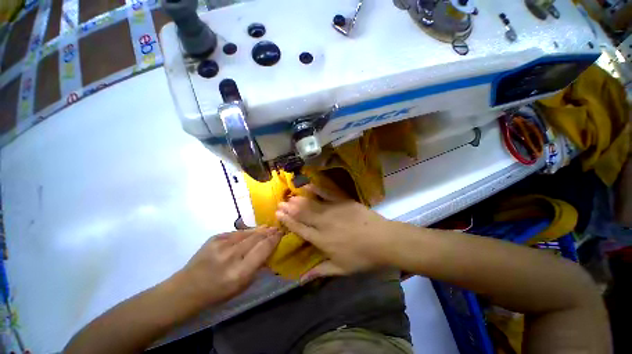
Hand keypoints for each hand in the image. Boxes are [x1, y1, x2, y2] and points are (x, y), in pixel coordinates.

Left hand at [177, 227, 281, 305]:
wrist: (187, 289)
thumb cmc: (218, 292)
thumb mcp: (242, 286)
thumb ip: (257, 267)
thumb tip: (270, 251)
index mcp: (240, 273)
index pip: (263, 249)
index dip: (274, 240)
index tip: (281, 234)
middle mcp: (231, 256)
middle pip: (256, 238)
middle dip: (269, 232)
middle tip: (277, 229)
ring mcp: (221, 245)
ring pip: (247, 233)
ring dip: (260, 230)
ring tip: (268, 228)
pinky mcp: (214, 238)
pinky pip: (236, 232)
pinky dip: (246, 232)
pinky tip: (252, 232)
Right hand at [275, 185, 393, 281]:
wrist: (383, 240)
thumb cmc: (362, 257)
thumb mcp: (341, 269)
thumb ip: (320, 271)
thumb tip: (301, 281)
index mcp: (322, 240)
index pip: (300, 229)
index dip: (288, 221)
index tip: (278, 215)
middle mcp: (323, 224)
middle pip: (303, 214)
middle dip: (290, 208)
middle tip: (280, 202)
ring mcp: (333, 211)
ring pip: (312, 204)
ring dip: (299, 200)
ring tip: (289, 196)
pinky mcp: (343, 202)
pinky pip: (327, 194)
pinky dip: (317, 190)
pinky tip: (309, 186)